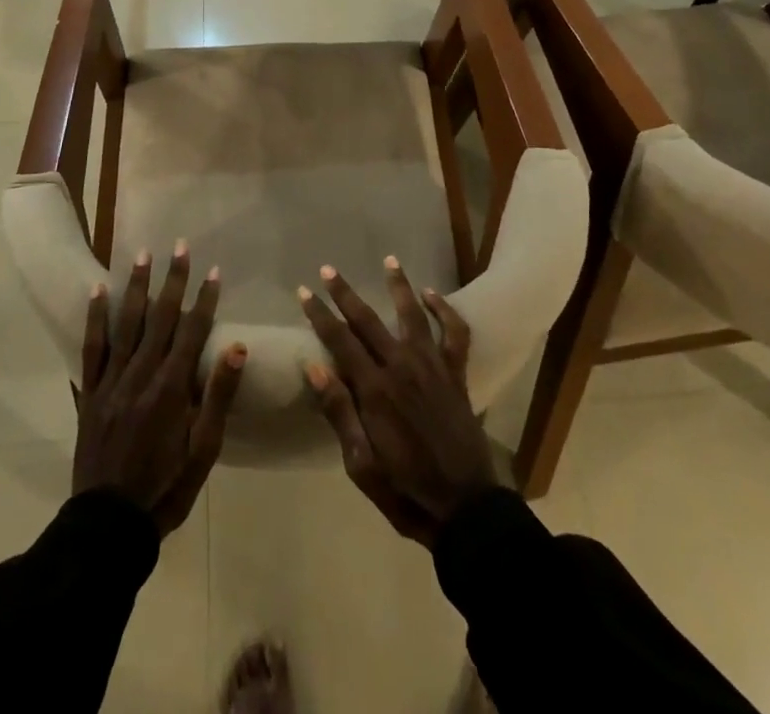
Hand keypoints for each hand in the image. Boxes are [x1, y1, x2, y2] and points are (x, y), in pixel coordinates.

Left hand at [73, 243, 246, 536]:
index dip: (205, 299)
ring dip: (136, 286)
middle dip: (172, 280)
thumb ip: (218, 395)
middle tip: (179, 245)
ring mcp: (112, 381)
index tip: (214, 270)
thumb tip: (237, 347)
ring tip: (142, 255)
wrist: (109, 524)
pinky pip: (92, 348)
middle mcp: (141, 374)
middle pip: (160, 318)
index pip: (193, 332)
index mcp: (172, 388)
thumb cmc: (166, 487)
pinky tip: (97, 291)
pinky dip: (94, 317)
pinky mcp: (90, 392)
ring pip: (126, 324)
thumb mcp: (204, 449)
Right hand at [299, 257, 495, 546]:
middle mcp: (402, 367)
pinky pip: (454, 334)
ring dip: (399, 285)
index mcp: (375, 390)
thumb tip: (313, 367)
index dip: (320, 315)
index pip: (340, 341)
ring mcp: (433, 367)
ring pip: (413, 315)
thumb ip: (339, 412)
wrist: (465, 508)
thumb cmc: (405, 491)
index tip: (304, 292)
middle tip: (329, 269)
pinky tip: (432, 295)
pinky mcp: (456, 374)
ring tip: (389, 260)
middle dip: (346, 293)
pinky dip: (445, 311)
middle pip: (369, 320)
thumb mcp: (361, 464)